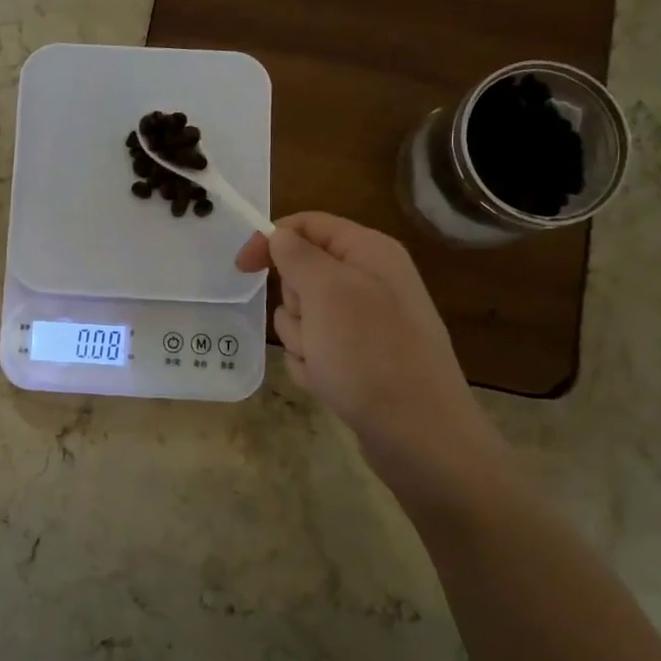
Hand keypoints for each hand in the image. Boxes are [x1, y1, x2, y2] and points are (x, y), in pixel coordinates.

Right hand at [235, 213, 504, 490]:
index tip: (240, 268)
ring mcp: (365, 323)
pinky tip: (332, 384)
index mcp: (369, 252)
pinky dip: (313, 366)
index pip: (308, 225)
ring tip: (327, 362)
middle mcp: (370, 281)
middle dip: (294, 304)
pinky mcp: (358, 358)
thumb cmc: (371, 354)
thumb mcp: (328, 292)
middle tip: (314, 327)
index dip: (271, 239)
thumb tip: (280, 235)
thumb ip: (298, 255)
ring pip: (302, 317)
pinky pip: (314, 350)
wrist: (419, 435)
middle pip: (301, 274)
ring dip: (302, 340)